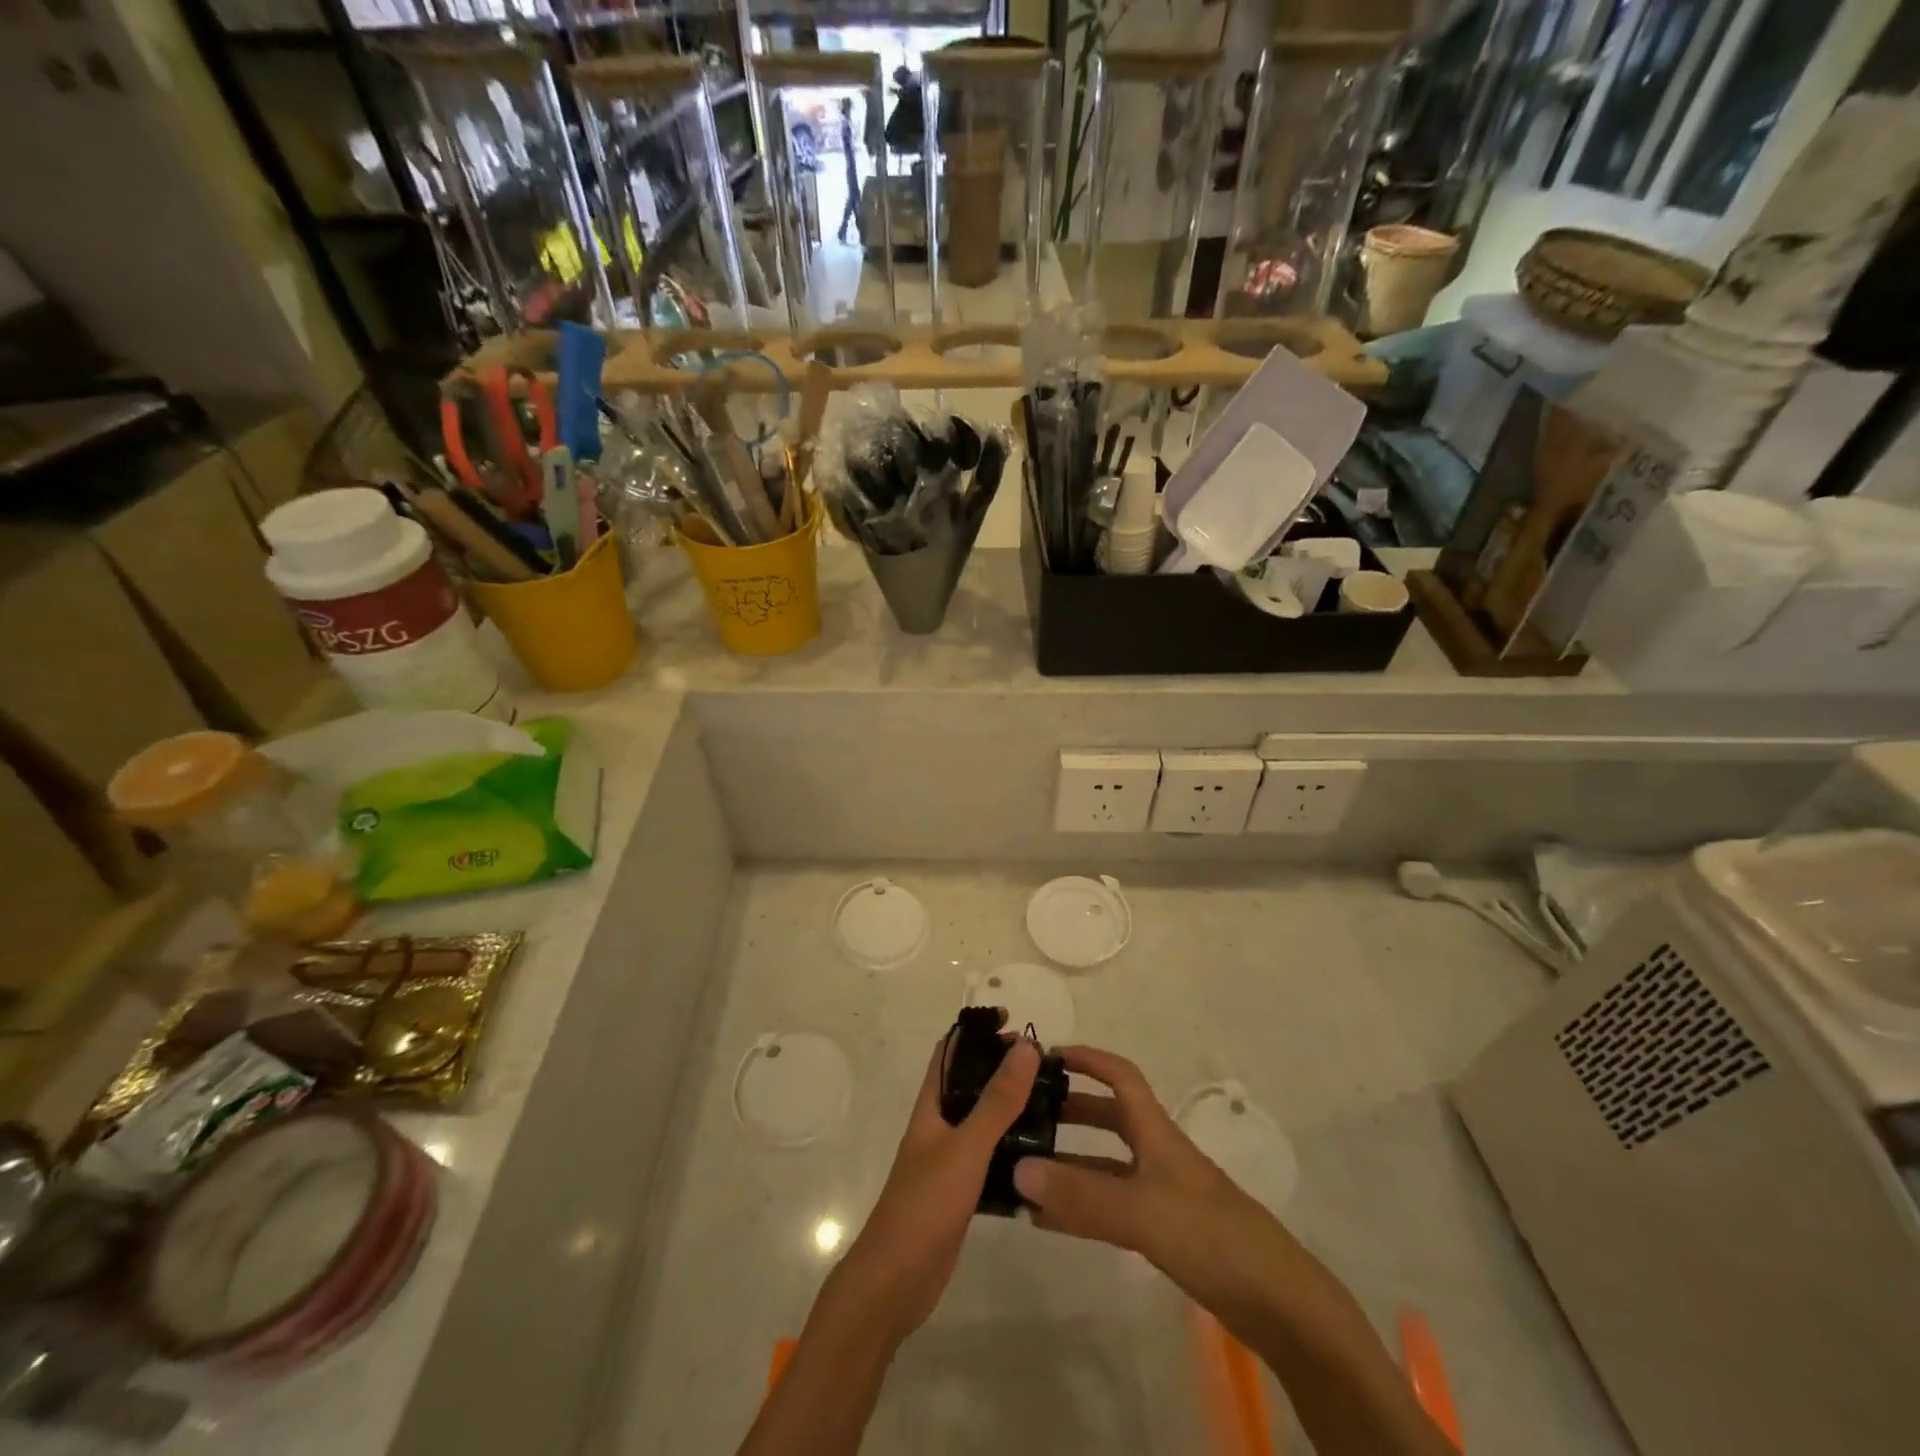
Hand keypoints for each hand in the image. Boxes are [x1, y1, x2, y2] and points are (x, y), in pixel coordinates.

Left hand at [828, 1030, 1040, 1346]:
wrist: (896, 1281)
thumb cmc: (925, 1204)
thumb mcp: (966, 1147)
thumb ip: (997, 1101)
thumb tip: (1025, 1047)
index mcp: (932, 1105)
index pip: (950, 1051)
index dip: (976, 1031)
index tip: (1012, 1021)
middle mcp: (939, 1125)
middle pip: (971, 1083)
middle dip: (1002, 1068)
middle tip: (1044, 1064)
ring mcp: (949, 1160)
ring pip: (983, 1121)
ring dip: (1010, 1108)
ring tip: (1051, 1102)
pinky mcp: (961, 1192)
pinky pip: (990, 1157)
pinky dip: (1012, 1149)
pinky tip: (1041, 1155)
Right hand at [1011, 1046, 1284, 1321]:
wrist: (1279, 1304)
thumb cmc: (1211, 1236)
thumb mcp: (1142, 1212)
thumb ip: (1081, 1196)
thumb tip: (1017, 1170)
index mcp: (1157, 1132)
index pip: (1121, 1077)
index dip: (1088, 1059)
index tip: (1048, 1056)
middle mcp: (1158, 1154)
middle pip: (1111, 1118)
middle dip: (1071, 1111)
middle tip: (1028, 1116)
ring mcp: (1163, 1193)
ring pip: (1108, 1165)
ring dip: (1071, 1163)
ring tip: (1026, 1170)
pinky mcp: (1167, 1231)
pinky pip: (1113, 1206)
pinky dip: (1082, 1206)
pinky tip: (1050, 1220)